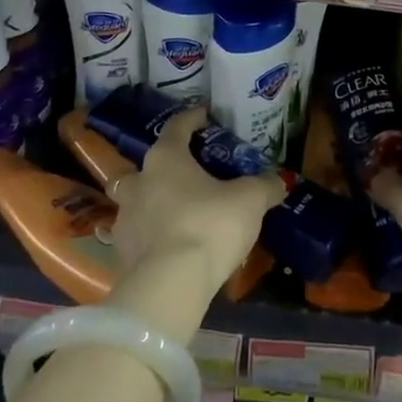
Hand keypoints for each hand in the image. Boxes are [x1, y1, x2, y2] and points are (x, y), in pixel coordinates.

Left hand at [109, 106, 282, 300]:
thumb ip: (264, 186)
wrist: (168, 287)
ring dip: (154, 203)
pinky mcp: (121, 254)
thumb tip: (280, 180)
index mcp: (166, 158)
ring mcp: (125, 219)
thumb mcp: (249, 201)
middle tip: (188, 173)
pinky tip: (171, 245)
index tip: (204, 114)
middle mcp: (139, 181)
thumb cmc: (209, 226)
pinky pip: (138, 235)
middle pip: (148, 165)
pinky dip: (152, 236)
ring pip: (137, 201)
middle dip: (164, 167)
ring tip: (178, 213)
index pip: (177, 126)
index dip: (192, 118)